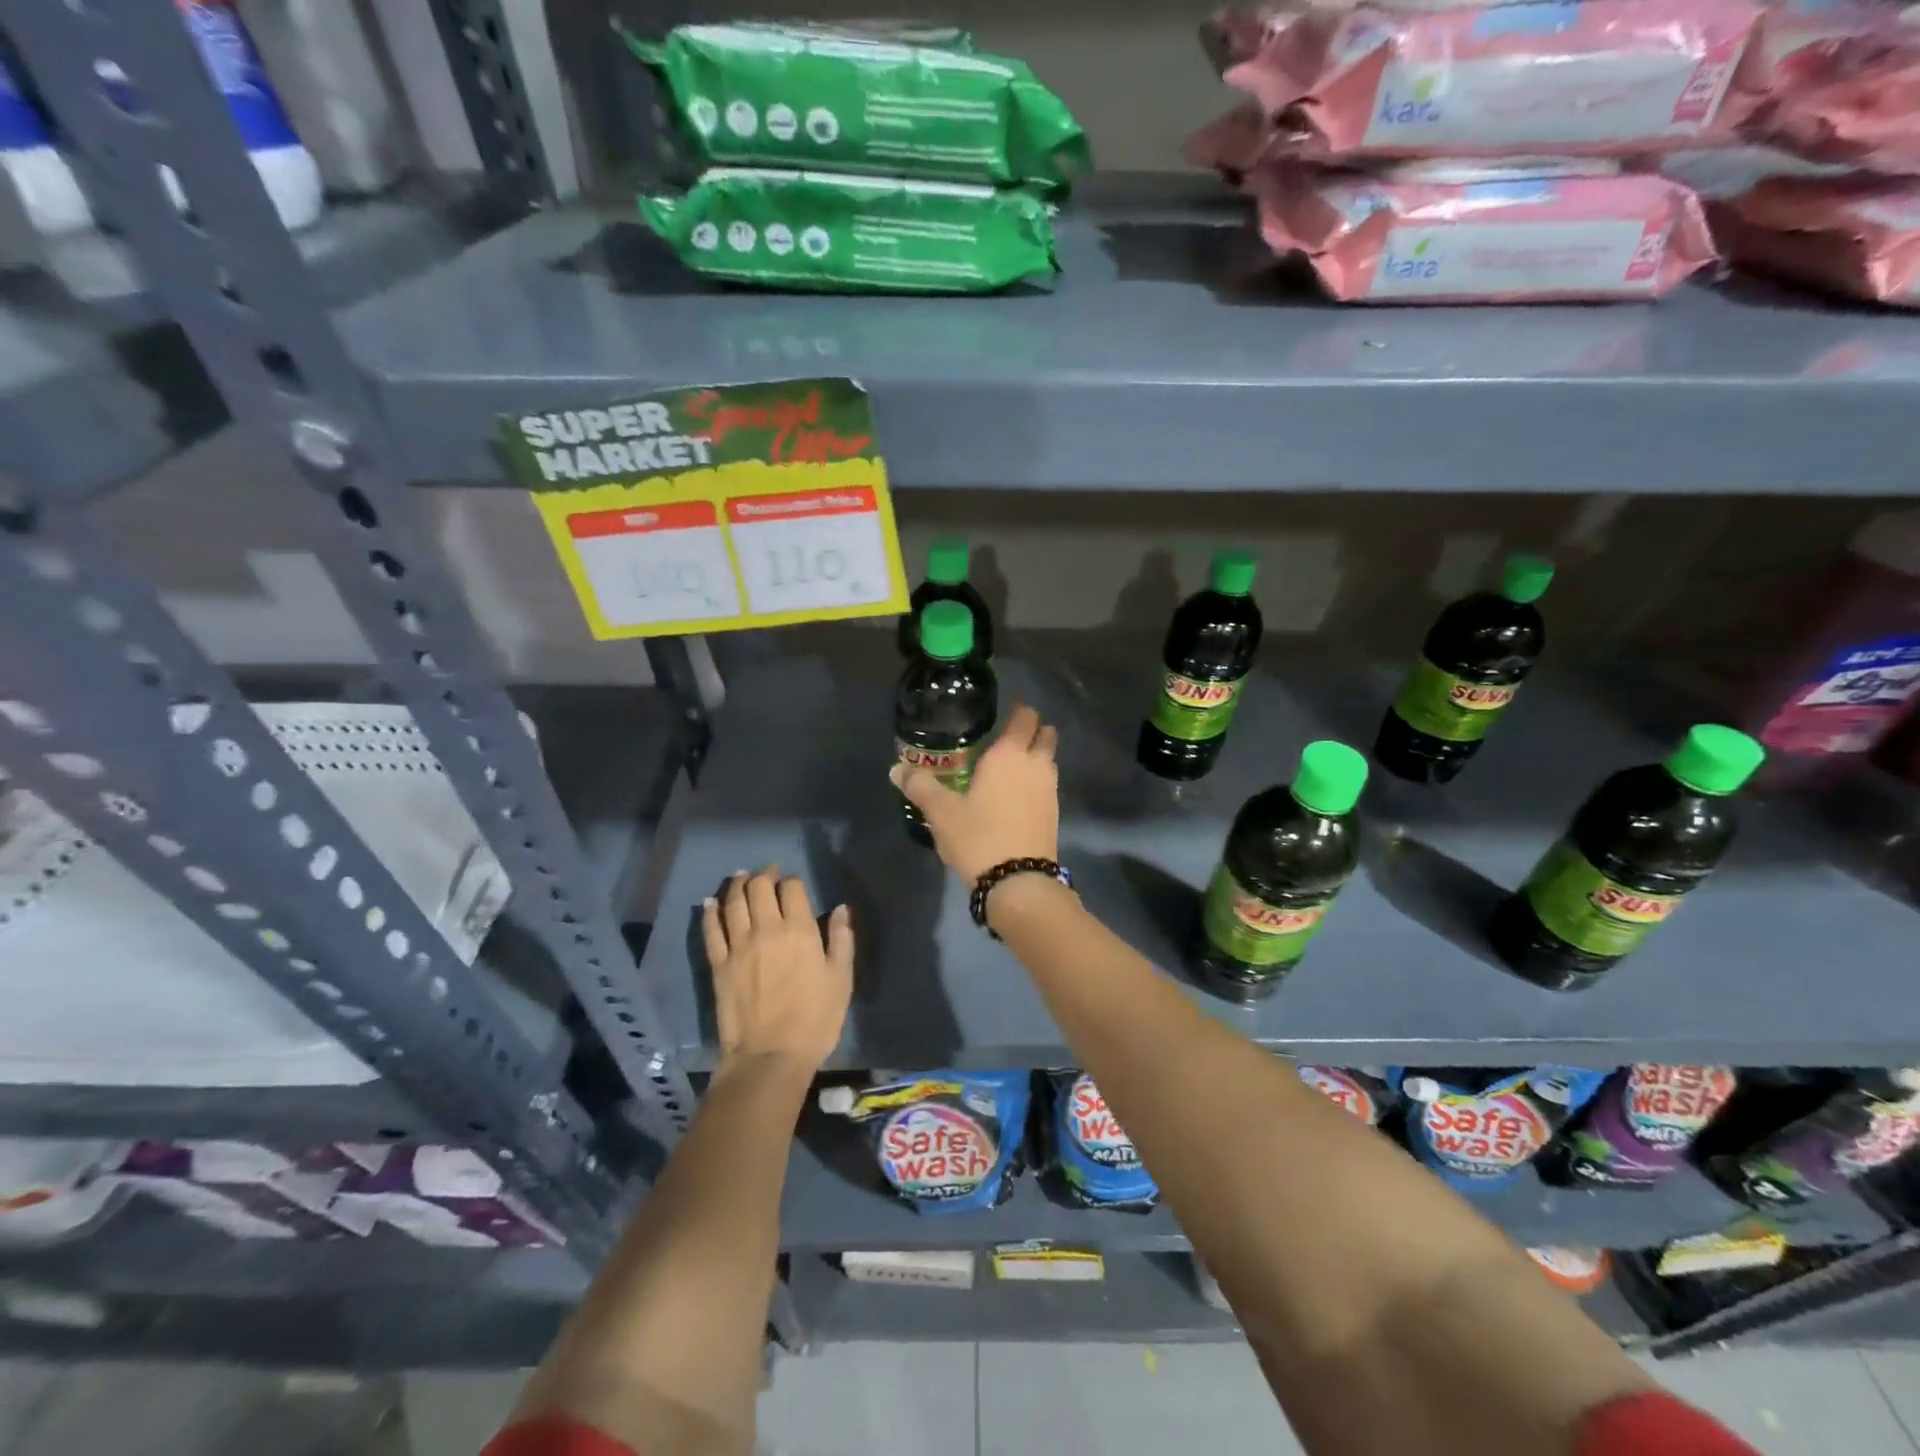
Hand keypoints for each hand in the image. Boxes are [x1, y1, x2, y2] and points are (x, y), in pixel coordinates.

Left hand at [702, 867, 851, 1074]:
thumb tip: (841, 909)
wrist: (770, 1056)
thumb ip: (841, 940)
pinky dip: (710, 912)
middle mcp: (766, 929)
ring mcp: (738, 946)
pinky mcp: (718, 964)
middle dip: (764, 875)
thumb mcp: (841, 980)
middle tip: (767, 874)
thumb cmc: (814, 1020)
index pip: (791, 888)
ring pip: (733, 902)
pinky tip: (710, 902)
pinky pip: (711, 930)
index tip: (793, 883)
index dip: (792, 880)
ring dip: (737, 885)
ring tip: (741, 877)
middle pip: (759, 888)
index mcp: (799, 930)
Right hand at [890, 702, 1058, 882]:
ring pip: (1049, 761)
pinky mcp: (1054, 814)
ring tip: (1008, 768)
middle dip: (1032, 731)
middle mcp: (1036, 765)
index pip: (1025, 717)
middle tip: (1007, 738)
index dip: (1018, 710)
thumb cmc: (978, 837)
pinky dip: (1036, 783)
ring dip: (1035, 758)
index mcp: (1010, 754)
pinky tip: (1014, 797)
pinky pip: (1047, 786)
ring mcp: (1050, 790)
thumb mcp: (941, 812)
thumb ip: (920, 786)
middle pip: (1046, 735)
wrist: (1018, 882)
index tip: (1005, 710)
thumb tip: (896, 769)